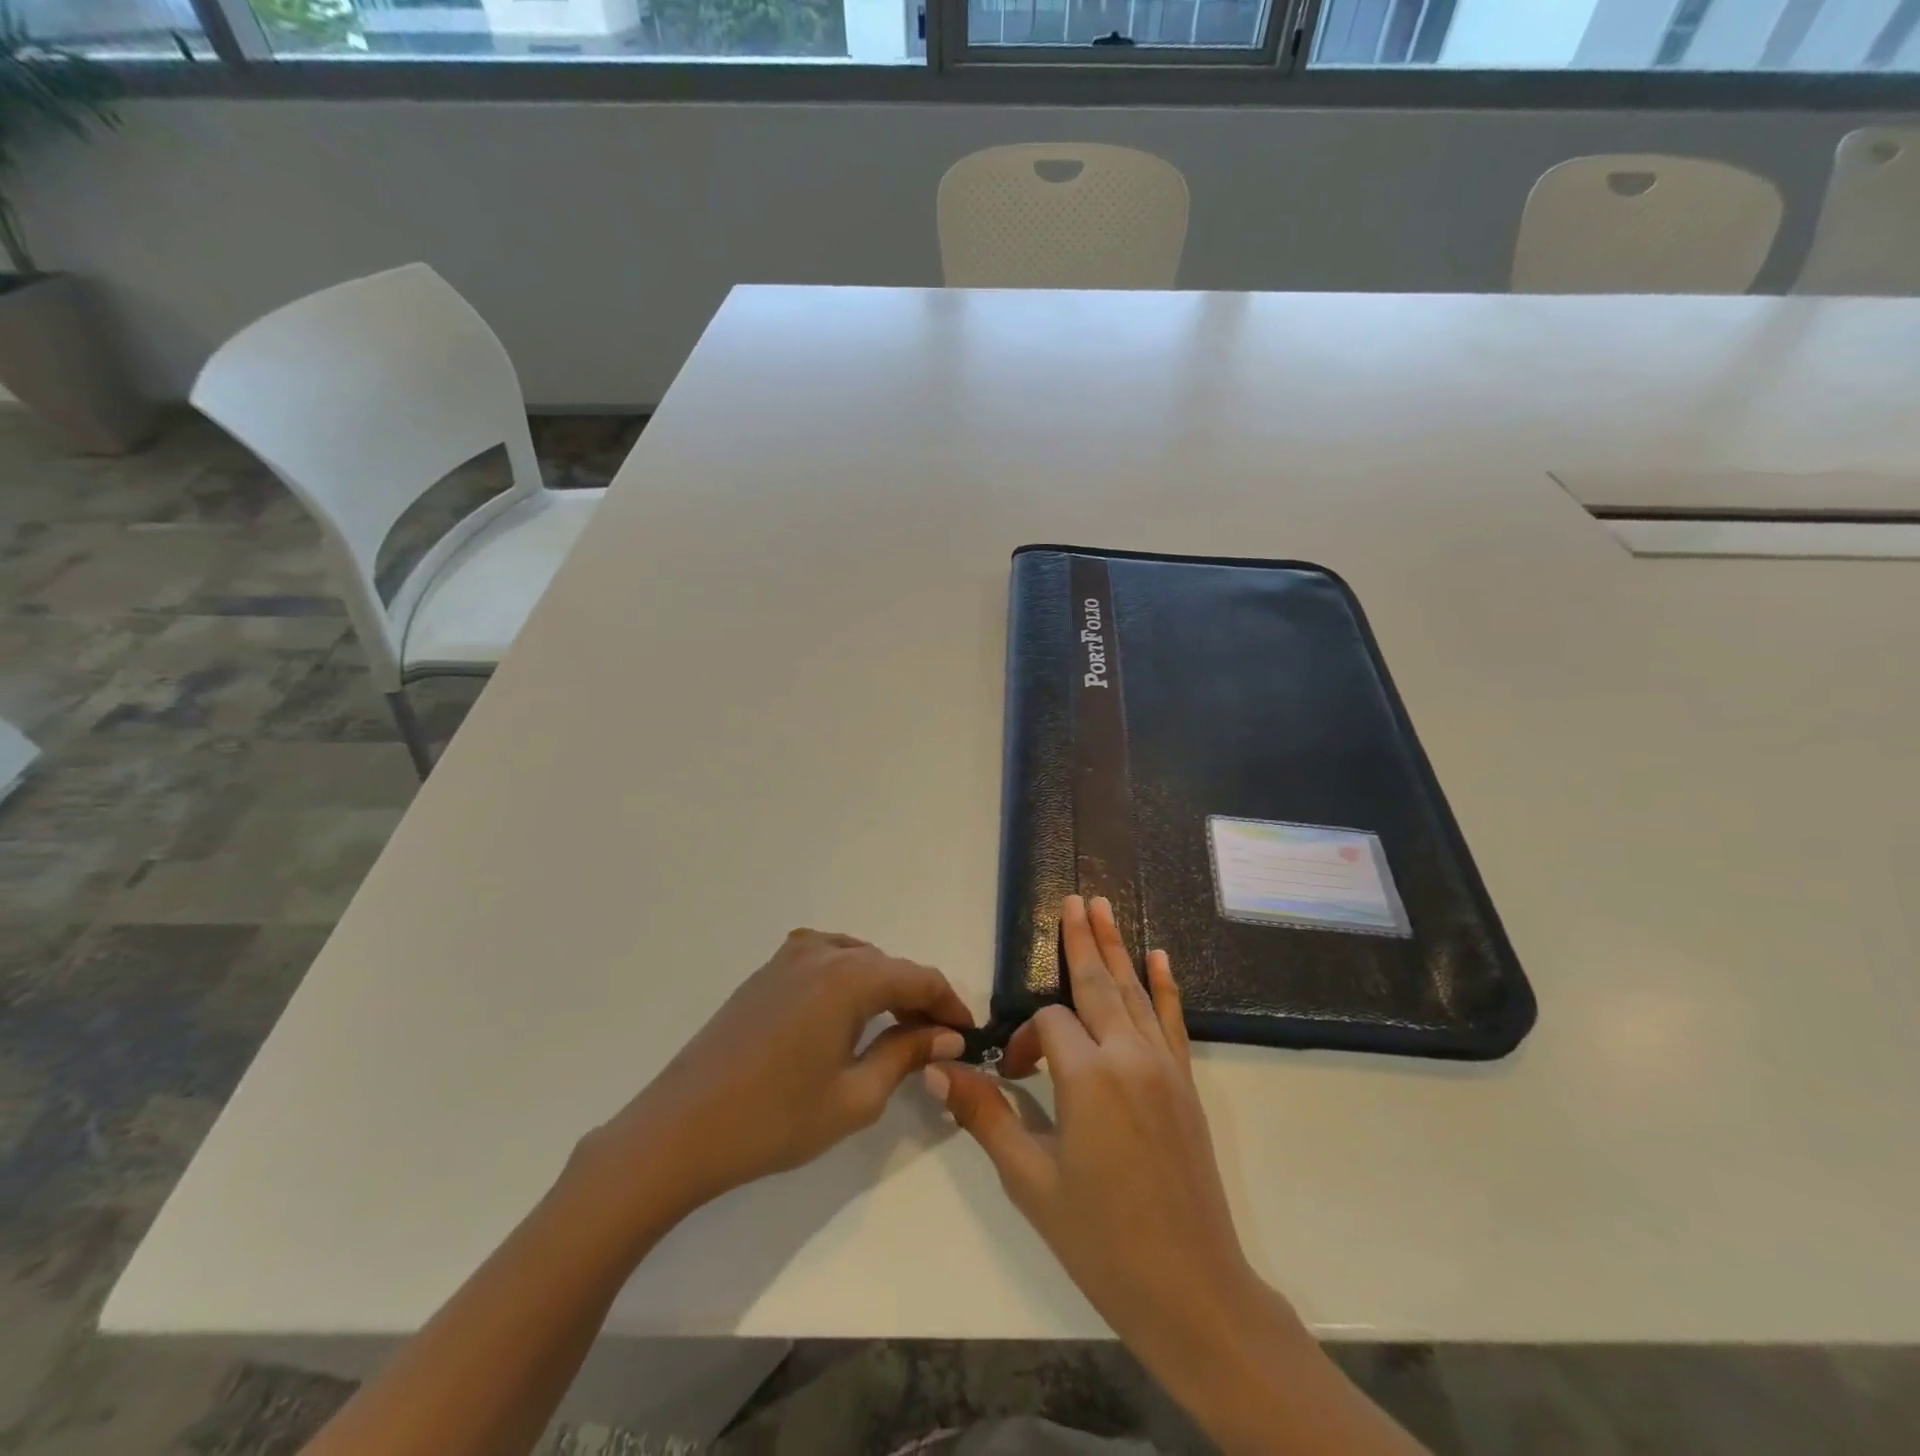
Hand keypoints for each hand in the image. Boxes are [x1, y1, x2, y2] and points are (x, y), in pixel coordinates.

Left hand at [586, 929, 973, 1217]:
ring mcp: (787, 958)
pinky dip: (849, 983)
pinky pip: (824, 963)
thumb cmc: (774, 1120)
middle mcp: (822, 952)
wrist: (678, 1130)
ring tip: (894, 1032)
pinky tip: (846, 1018)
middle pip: (889, 966)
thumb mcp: (855, 1096)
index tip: (968, 1036)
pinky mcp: (764, 974)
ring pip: (857, 960)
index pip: (919, 978)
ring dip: (883, 989)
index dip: (950, 1005)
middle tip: (934, 1042)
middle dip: (917, 999)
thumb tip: (947, 1036)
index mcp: (849, 976)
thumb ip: (906, 1055)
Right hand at [927, 896, 1283, 1385]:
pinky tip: (1160, 957)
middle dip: (1081, 939)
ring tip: (1103, 907)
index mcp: (1088, 1077)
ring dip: (1116, 947)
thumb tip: (935, 1069)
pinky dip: (1165, 986)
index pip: (1048, 1026)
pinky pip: (1173, 1020)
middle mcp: (1129, 1056)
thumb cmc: (1101, 1239)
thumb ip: (985, 1115)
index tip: (1014, 1078)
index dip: (1023, 1043)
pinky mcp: (1185, 1082)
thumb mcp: (1030, 1181)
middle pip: (1096, 984)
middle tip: (1074, 897)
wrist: (1191, 1288)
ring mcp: (1163, 1066)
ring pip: (1134, 992)